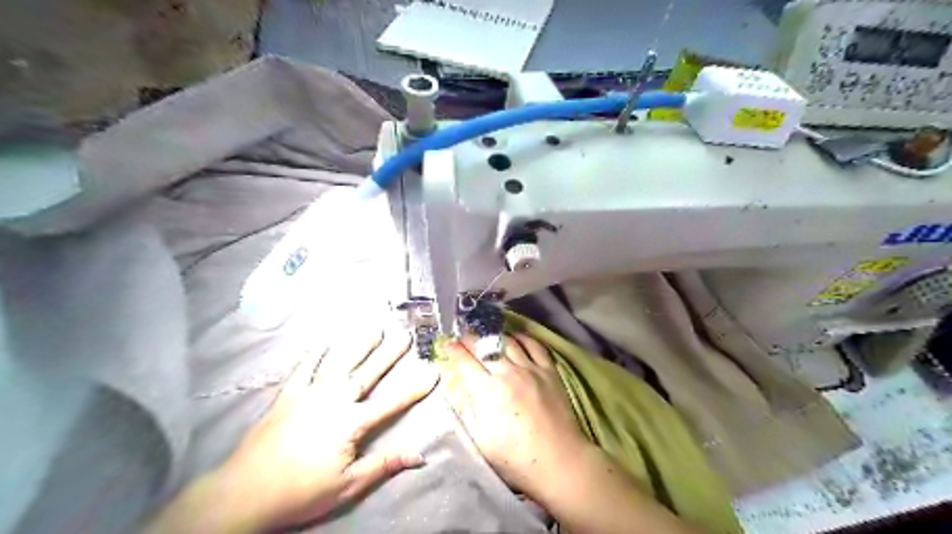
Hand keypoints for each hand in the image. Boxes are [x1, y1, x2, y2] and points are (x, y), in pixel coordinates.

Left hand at [147, 329, 437, 532]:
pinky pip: (304, 367)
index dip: (415, 388)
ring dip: (358, 343)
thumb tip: (421, 455)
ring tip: (373, 326)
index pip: (392, 403)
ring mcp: (309, 394)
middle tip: (405, 334)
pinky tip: (324, 339)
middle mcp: (333, 401)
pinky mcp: (287, 394)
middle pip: (367, 373)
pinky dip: (315, 352)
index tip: (433, 370)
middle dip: (389, 354)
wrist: (244, 493)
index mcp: (351, 423)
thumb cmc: (300, 492)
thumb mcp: (348, 485)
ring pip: (339, 362)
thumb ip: (384, 464)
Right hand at [436, 335, 589, 497]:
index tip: (446, 344)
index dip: (453, 350)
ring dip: (493, 336)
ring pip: (508, 342)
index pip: (465, 361)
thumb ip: (465, 408)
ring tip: (485, 336)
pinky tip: (515, 338)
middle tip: (462, 337)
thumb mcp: (480, 439)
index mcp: (488, 391)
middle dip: (470, 339)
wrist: (559, 461)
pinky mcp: (549, 371)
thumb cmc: (515, 457)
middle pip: (485, 346)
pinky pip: (535, 345)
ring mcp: (531, 369)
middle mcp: (508, 373)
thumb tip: (453, 385)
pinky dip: (523, 337)